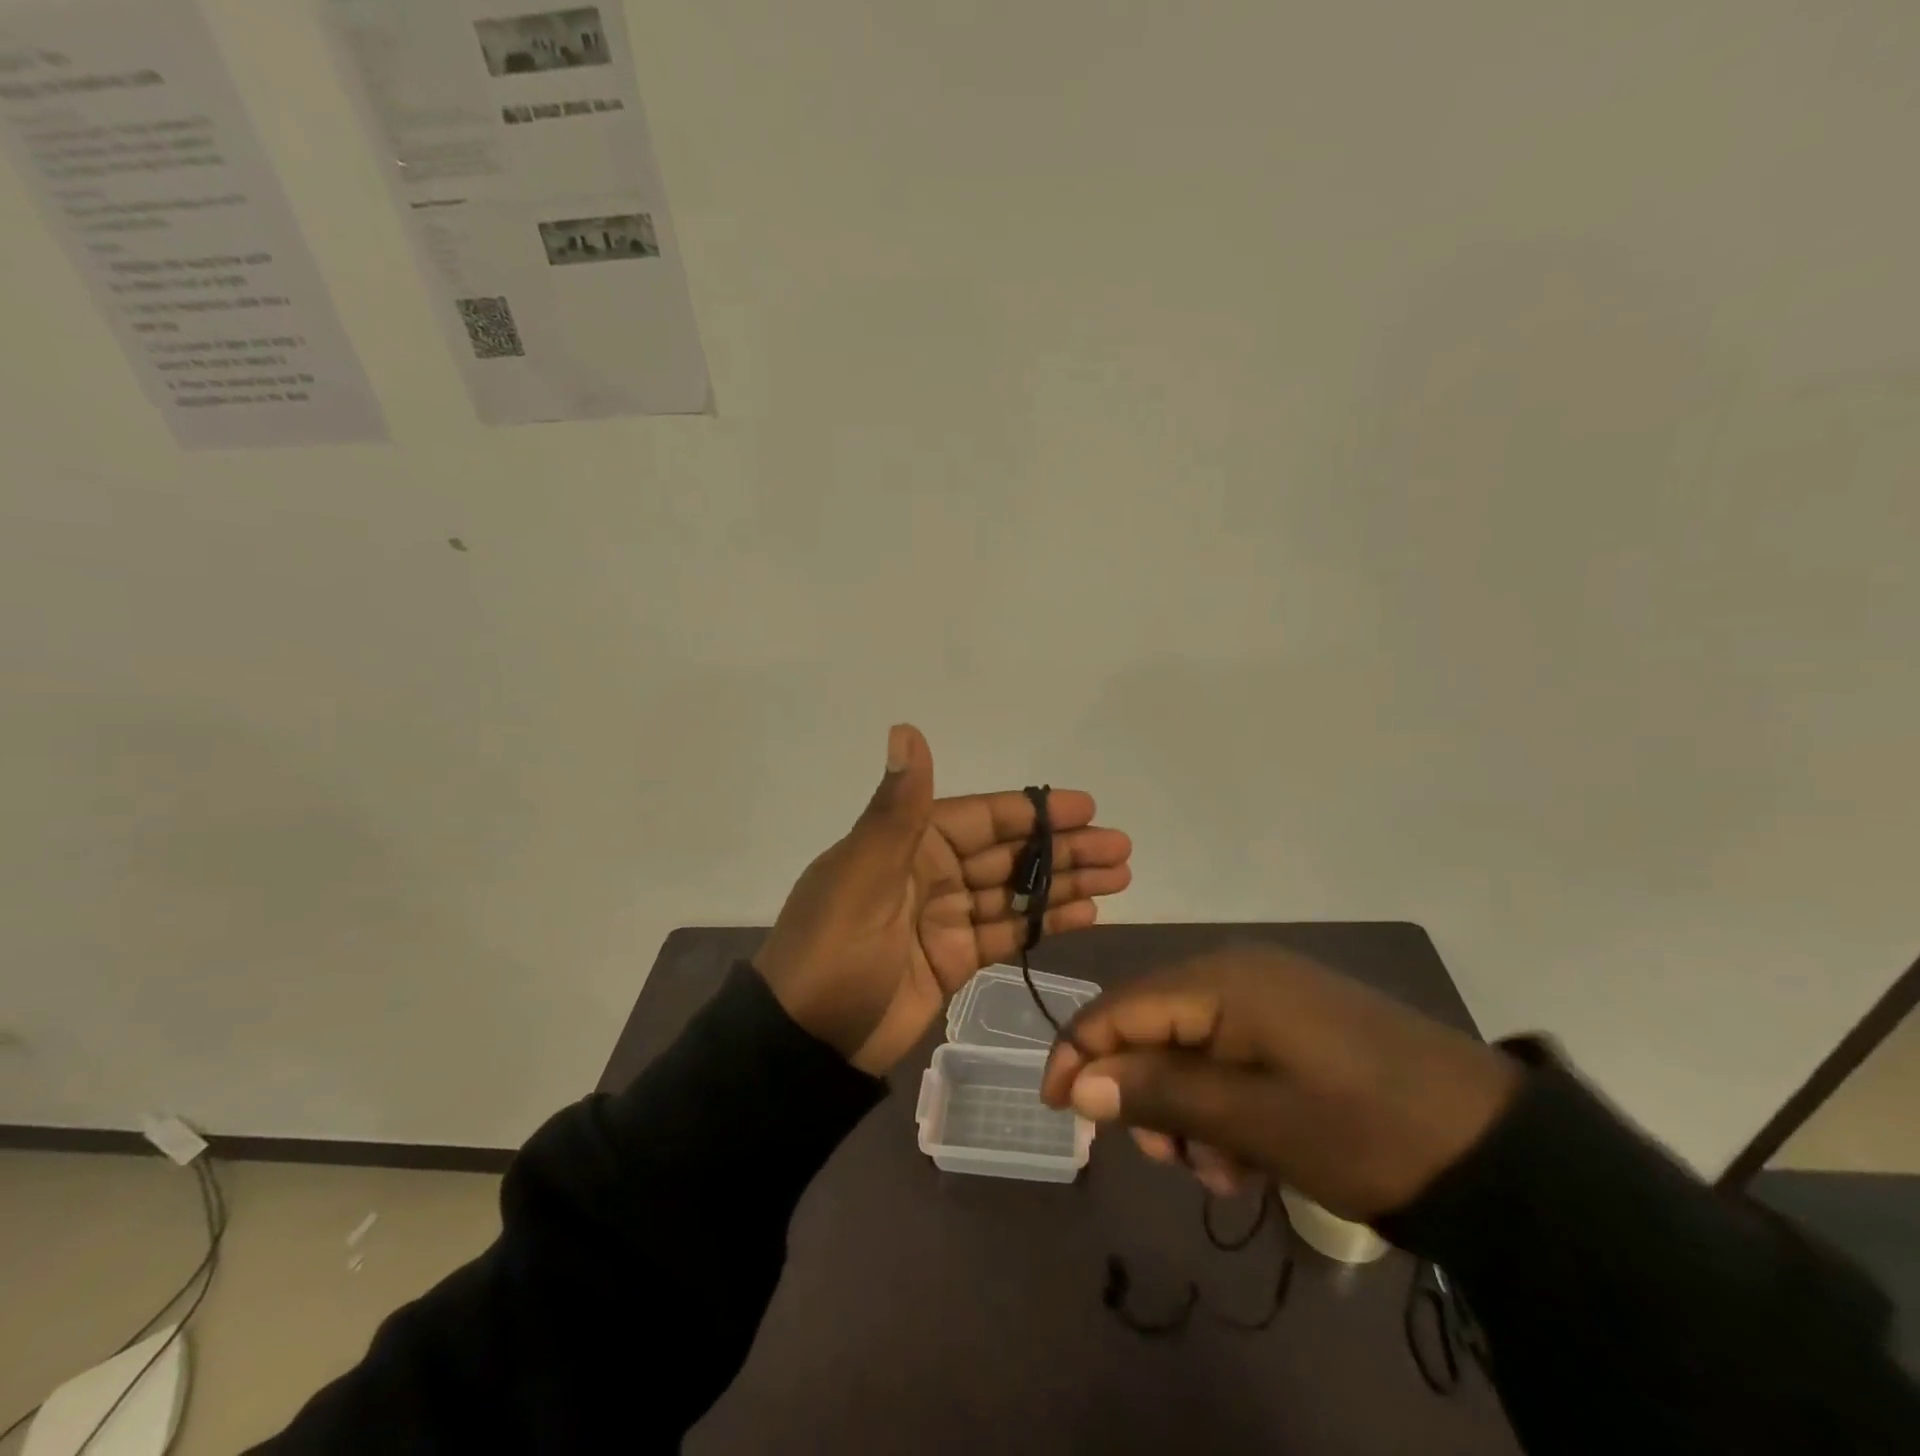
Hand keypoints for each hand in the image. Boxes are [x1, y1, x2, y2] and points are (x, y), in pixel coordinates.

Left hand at [754, 724, 1132, 1074]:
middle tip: (1120, 848)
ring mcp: (944, 918)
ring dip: (1064, 884)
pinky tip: (1086, 913)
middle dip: (1063, 849)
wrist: (806, 1042)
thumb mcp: (864, 873)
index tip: (1087, 808)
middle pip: (1008, 854)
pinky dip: (1043, 923)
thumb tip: (905, 728)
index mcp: (908, 843)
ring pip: (1014, 892)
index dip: (1035, 812)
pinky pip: (1006, 933)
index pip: (983, 818)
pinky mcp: (953, 960)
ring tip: (1119, 877)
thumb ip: (898, 807)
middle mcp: (930, 873)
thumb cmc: (835, 949)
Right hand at [1039, 947, 1521, 1220]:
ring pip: (1190, 1047)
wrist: (1497, 1147)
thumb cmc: (1365, 1129)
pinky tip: (1251, 1154)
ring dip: (1188, 1110)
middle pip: (1153, 1026)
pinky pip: (1230, 1055)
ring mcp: (1270, 996)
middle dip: (1146, 1094)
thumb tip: (1078, 1083)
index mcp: (1222, 980)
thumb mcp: (1255, 1121)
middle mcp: (1237, 972)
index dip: (1080, 1053)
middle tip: (1170, 1160)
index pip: (1121, 1007)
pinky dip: (1224, 1104)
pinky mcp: (1295, 1023)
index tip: (1054, 1108)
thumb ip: (1161, 1094)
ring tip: (1224, 1169)